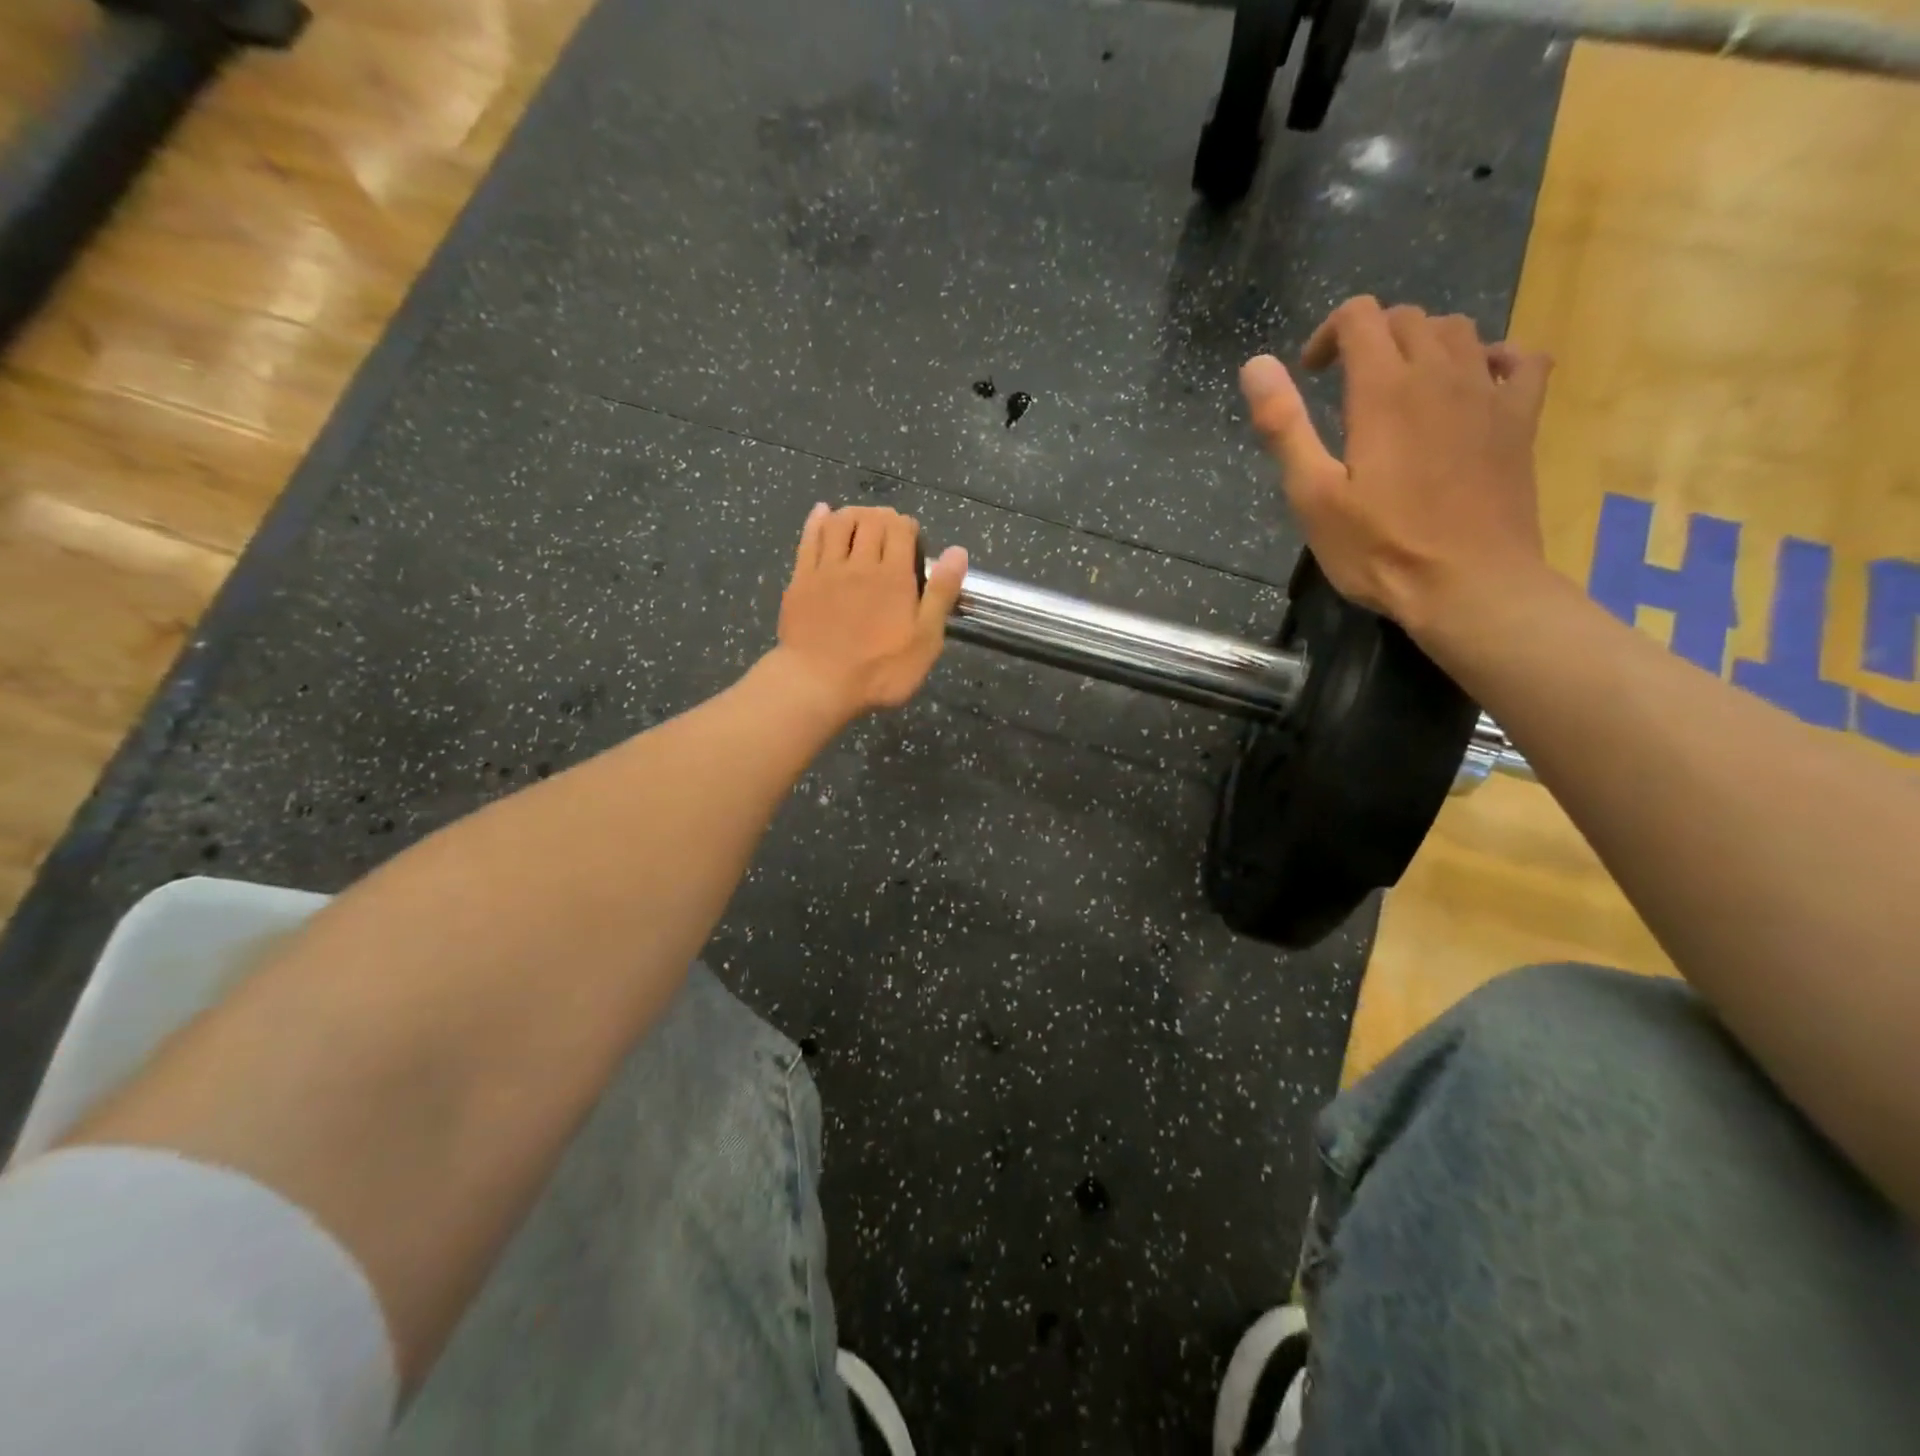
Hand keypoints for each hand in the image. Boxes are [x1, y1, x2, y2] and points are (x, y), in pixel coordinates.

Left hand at [772, 503, 966, 717]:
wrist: (818, 683)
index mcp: (894, 576)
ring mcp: (826, 569)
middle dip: (883, 517)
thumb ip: (941, 594)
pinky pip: (809, 539)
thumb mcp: (925, 640)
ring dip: (853, 513)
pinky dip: (818, 521)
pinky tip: (822, 513)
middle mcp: (860, 563)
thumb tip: (958, 551)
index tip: (912, 537)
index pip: (901, 529)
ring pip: (840, 523)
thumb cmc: (880, 670)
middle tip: (888, 527)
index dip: (908, 526)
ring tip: (860, 519)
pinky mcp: (801, 580)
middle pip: (871, 520)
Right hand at [1240, 297, 1553, 639]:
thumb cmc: (1379, 548)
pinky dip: (1490, 358)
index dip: (1328, 335)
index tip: (1311, 376)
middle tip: (1344, 387)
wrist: (1469, 585)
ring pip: (1459, 331)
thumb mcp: (1312, 495)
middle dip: (1369, 338)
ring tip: (1399, 389)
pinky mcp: (1520, 420)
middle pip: (1408, 319)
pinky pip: (1519, 359)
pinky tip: (1472, 386)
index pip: (1360, 317)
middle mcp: (1441, 373)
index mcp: (1383, 390)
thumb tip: (1256, 365)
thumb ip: (1284, 426)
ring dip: (1421, 345)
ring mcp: (1489, 393)